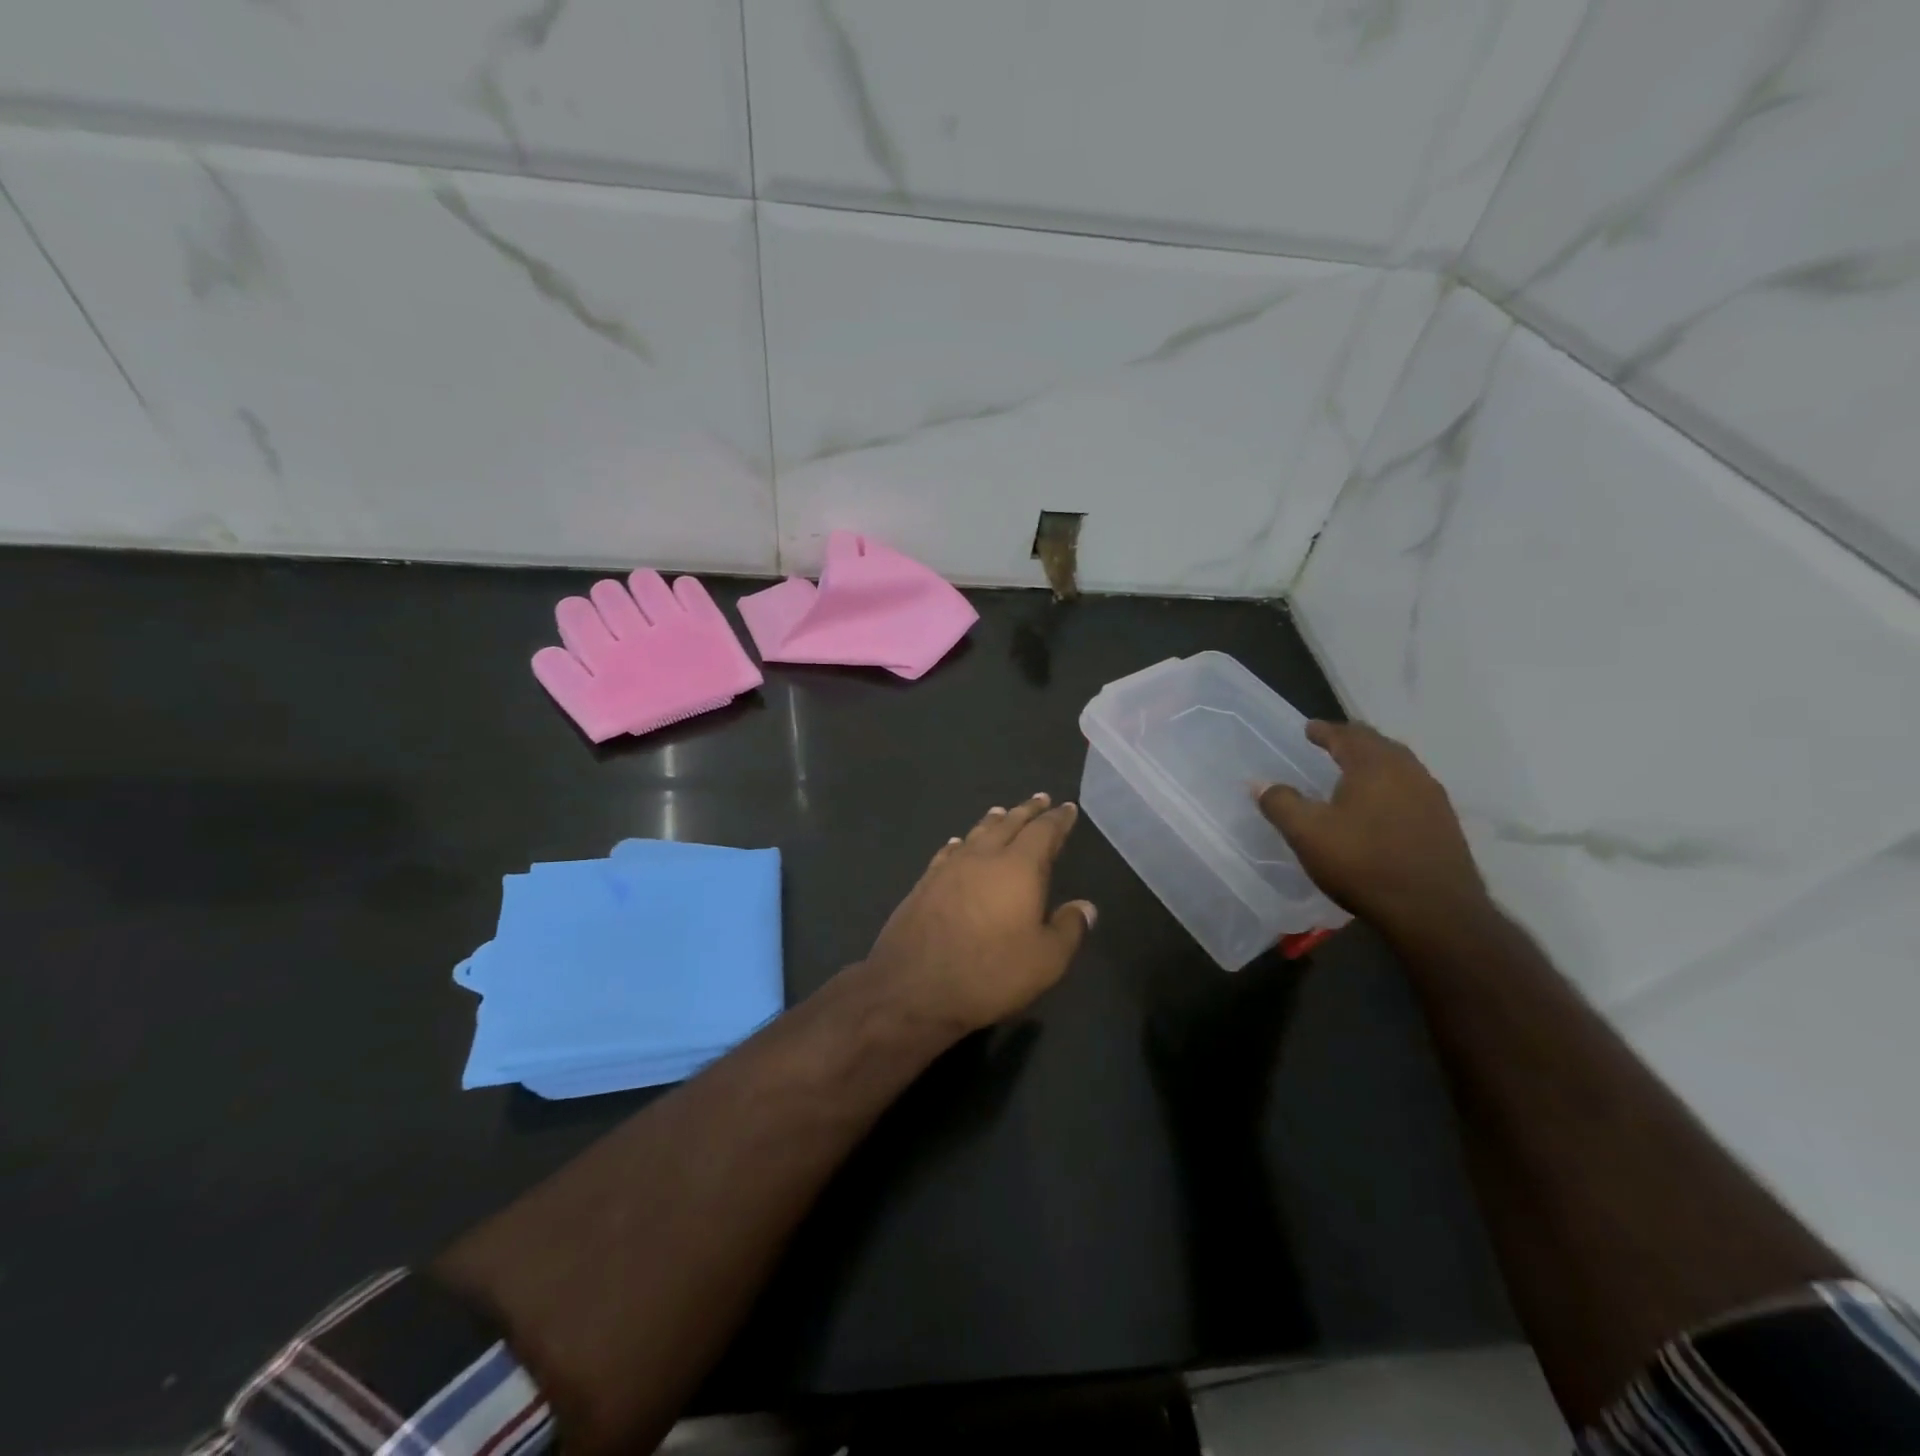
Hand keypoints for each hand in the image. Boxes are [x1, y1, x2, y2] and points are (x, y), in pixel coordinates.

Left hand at [862, 794, 1094, 1033]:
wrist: (912, 987)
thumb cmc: (989, 973)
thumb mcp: (1045, 961)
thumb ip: (1069, 929)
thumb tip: (1085, 906)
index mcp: (1018, 868)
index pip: (1043, 833)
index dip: (1058, 820)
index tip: (1067, 808)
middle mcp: (983, 857)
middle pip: (1008, 824)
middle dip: (1026, 811)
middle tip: (1039, 799)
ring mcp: (949, 868)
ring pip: (976, 834)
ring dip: (993, 821)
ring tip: (1001, 812)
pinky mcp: (924, 884)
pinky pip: (948, 852)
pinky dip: (959, 843)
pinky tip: (957, 844)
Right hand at [1256, 720, 1488, 938]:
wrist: (1434, 912)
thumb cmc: (1363, 863)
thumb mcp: (1307, 834)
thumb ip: (1281, 803)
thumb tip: (1259, 783)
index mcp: (1374, 765)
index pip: (1346, 736)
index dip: (1324, 731)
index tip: (1309, 728)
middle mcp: (1408, 771)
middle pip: (1378, 744)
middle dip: (1352, 741)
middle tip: (1332, 743)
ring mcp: (1432, 797)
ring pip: (1399, 766)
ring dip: (1375, 762)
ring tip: (1355, 771)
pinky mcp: (1444, 823)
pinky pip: (1412, 789)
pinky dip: (1391, 785)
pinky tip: (1382, 804)